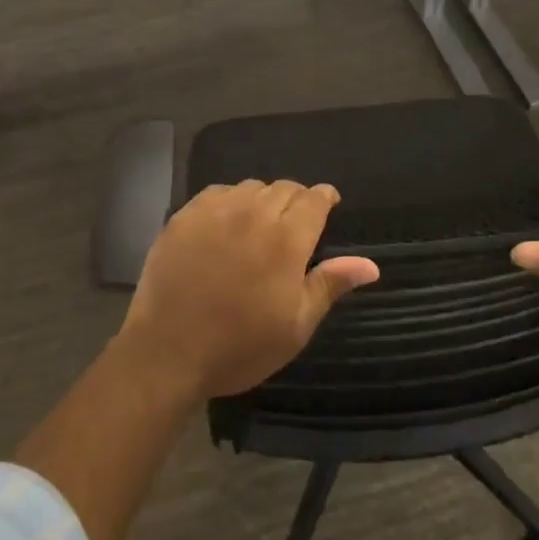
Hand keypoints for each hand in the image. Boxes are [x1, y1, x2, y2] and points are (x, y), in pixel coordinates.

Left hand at [117, 181, 380, 399]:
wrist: (168, 352)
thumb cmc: (240, 346)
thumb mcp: (295, 325)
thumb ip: (330, 284)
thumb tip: (370, 264)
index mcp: (286, 239)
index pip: (314, 199)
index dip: (325, 197)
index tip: (329, 203)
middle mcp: (252, 213)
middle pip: (284, 188)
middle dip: (297, 199)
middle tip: (295, 223)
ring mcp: (215, 211)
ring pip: (250, 188)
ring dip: (263, 199)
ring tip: (261, 223)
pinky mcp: (184, 216)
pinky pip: (217, 193)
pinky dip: (230, 201)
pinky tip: (226, 222)